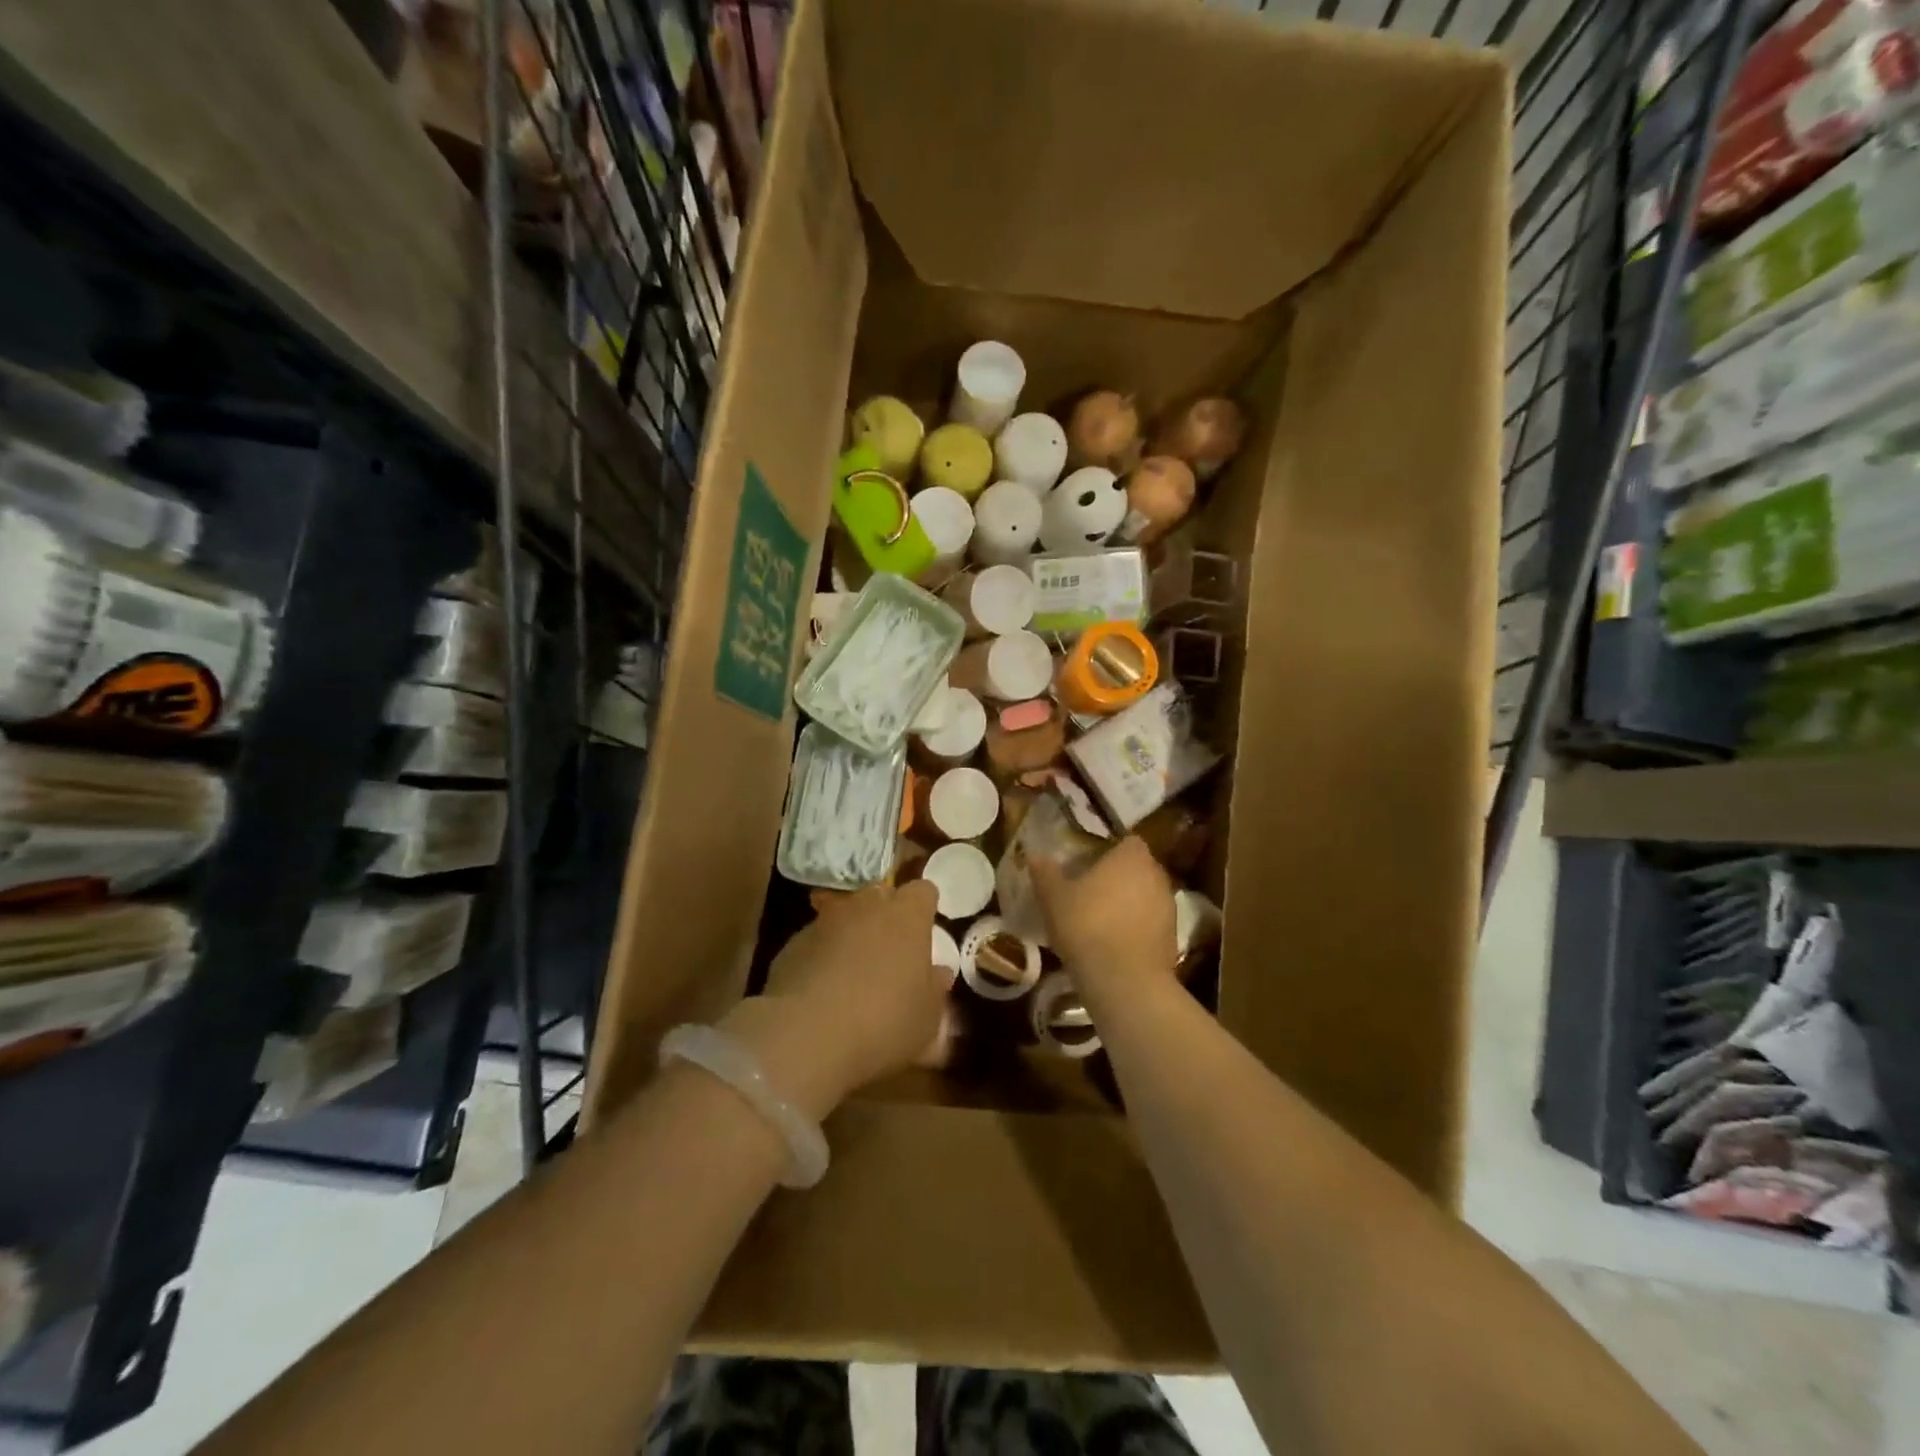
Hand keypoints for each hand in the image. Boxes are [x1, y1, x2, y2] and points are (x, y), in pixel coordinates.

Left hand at [721, 881, 946, 1117]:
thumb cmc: (883, 1022)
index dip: (924, 908)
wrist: (806, 1036)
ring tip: (853, 974)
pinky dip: (822, 956)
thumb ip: (934, 989)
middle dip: (886, 915)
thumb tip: (938, 973)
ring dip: (851, 936)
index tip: (925, 930)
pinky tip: (822, 990)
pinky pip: (817, 941)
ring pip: (845, 917)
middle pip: (880, 896)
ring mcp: (825, 921)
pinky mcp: (792, 943)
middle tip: (891, 951)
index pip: (923, 891)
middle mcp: (866, 907)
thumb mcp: (927, 1018)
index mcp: (907, 916)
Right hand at [1031, 836, 1176, 995]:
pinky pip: (1151, 923)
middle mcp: (1157, 876)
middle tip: (1091, 890)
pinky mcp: (1173, 938)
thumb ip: (1045, 872)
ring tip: (1101, 919)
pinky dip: (1137, 928)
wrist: (1124, 981)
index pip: (1127, 841)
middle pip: (1138, 868)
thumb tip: (1033, 854)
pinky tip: (1114, 943)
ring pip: (1146, 896)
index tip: (1089, 862)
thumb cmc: (1087, 926)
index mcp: (1132, 857)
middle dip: (1119, 876)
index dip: (1109, 849)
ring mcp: (1169, 908)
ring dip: (1129, 903)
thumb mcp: (1053, 898)